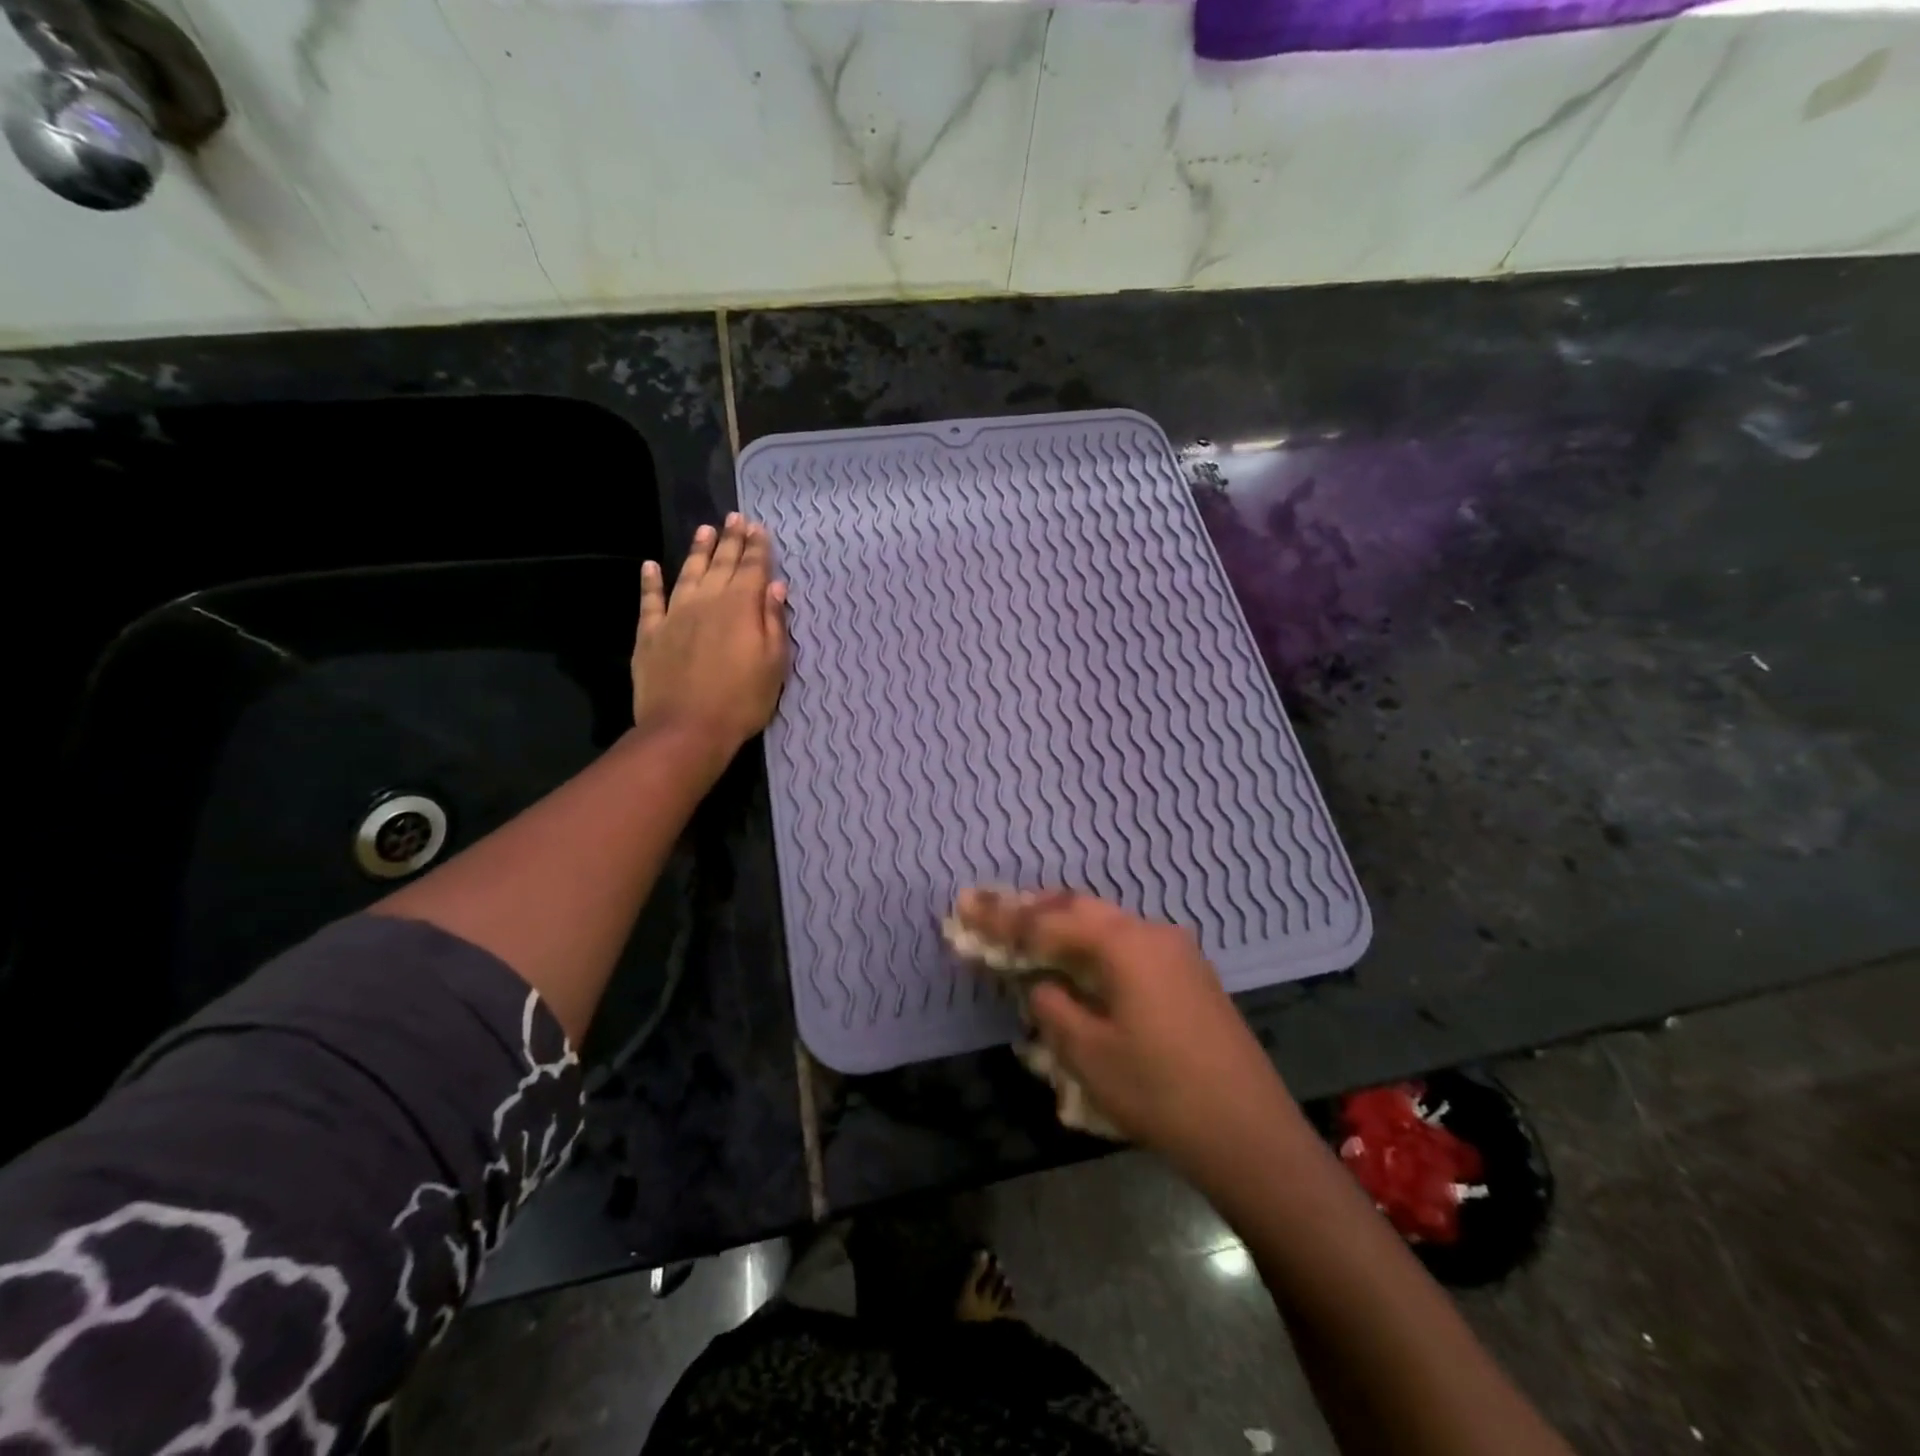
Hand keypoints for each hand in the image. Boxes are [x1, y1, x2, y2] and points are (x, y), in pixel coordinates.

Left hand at [633, 513, 788, 761]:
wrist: (687, 729)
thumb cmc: (742, 700)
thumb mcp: (774, 665)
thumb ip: (773, 622)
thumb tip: (775, 587)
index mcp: (741, 607)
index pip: (752, 568)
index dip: (757, 547)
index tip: (759, 528)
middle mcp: (708, 601)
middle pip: (722, 564)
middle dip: (731, 540)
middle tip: (735, 518)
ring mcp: (675, 615)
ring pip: (689, 573)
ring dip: (698, 551)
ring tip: (705, 530)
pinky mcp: (650, 633)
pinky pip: (650, 599)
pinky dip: (651, 581)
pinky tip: (651, 566)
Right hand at [952, 889, 1304, 1175]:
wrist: (1250, 1133)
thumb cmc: (1160, 1093)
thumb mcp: (1089, 1055)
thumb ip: (1054, 1008)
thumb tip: (1042, 986)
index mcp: (1124, 945)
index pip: (1049, 923)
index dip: (1003, 918)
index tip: (965, 906)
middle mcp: (1152, 933)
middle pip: (1079, 909)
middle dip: (1032, 909)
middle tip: (990, 907)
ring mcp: (1177, 952)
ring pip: (1106, 922)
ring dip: (1064, 923)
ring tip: (1027, 927)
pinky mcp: (1190, 975)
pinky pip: (1128, 943)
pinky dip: (1093, 942)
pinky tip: (1080, 958)